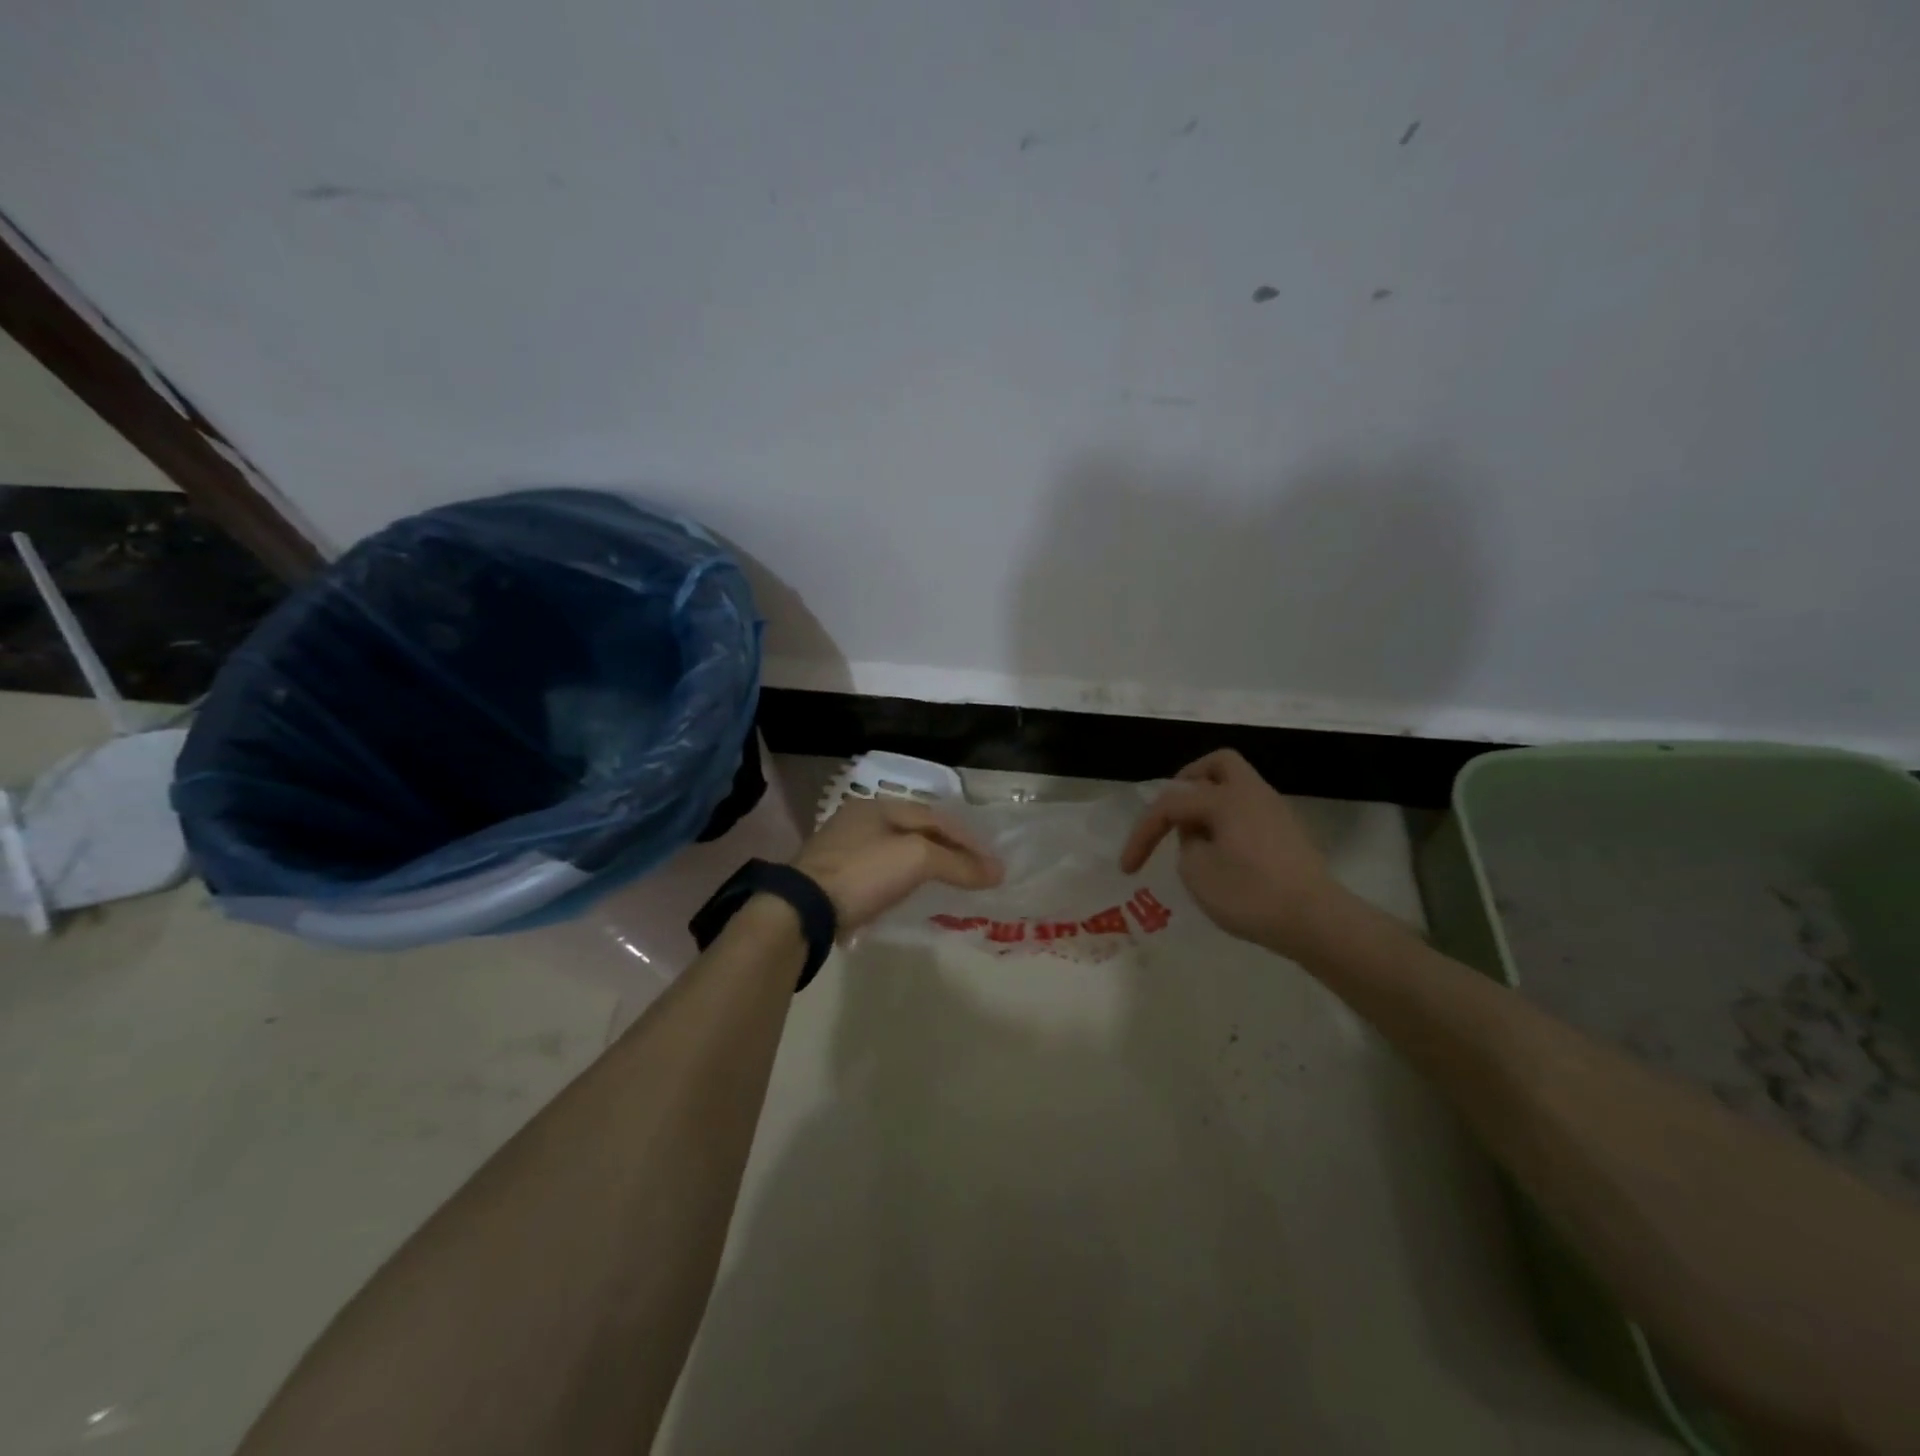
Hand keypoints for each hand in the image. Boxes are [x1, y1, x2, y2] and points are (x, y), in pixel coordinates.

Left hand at [794, 798, 1003, 931]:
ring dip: (924, 863)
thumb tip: (996, 872)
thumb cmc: (863, 873)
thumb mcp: (917, 860)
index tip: (992, 862)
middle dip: (946, 848)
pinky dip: (902, 879)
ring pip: (896, 851)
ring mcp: (842, 848)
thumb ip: (957, 864)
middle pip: (915, 831)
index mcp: (878, 806)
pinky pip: (879, 871)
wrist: (802, 908)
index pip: (934, 817)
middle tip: (974, 869)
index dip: (967, 839)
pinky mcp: (833, 877)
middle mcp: (859, 820)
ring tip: (949, 881)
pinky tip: (911, 893)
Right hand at [1120, 749, 1352, 955]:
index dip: (1142, 833)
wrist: (1317, 921)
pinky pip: (1250, 810)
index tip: (1128, 868)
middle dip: (1188, 781)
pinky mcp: (1289, 834)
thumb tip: (1198, 836)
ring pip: (1237, 787)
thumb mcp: (1198, 873)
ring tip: (1194, 838)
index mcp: (1226, 798)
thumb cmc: (1251, 895)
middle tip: (1172, 812)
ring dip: (1210, 802)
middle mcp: (1253, 794)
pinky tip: (1223, 851)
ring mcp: (1276, 811)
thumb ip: (1187, 845)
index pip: (1171, 804)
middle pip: (1218, 765)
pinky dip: (1229, 820)